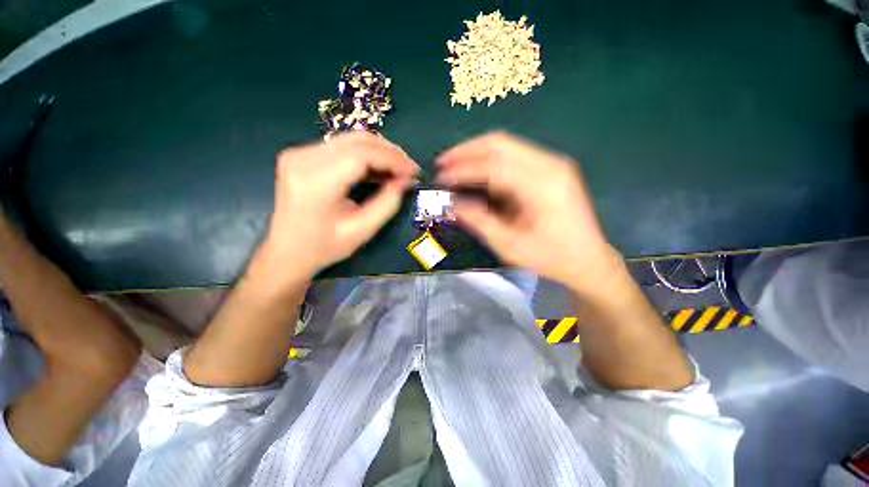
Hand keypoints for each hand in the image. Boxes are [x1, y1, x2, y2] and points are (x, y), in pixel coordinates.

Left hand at [258, 132, 418, 286]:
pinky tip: (378, 170)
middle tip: (409, 169)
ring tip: (398, 170)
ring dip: (379, 152)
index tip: (413, 171)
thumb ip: (388, 203)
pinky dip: (365, 155)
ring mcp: (299, 154)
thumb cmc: (324, 247)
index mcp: (316, 182)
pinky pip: (342, 147)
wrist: (287, 251)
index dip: (392, 159)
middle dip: (389, 152)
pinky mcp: (301, 155)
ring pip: (350, 140)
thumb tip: (407, 180)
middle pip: (356, 141)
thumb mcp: (362, 230)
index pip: (361, 154)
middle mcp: (302, 159)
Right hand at [436, 132, 618, 291]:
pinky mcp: (551, 168)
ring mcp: (553, 163)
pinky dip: (491, 159)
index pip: (494, 166)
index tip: (441, 177)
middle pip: (501, 143)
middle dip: (467, 150)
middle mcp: (551, 165)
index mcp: (543, 186)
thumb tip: (452, 204)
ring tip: (454, 164)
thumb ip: (479, 221)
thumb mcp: (510, 245)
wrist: (588, 260)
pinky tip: (477, 170)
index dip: (463, 169)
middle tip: (443, 162)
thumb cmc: (551, 257)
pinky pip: (514, 155)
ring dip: (477, 152)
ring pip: (507, 145)